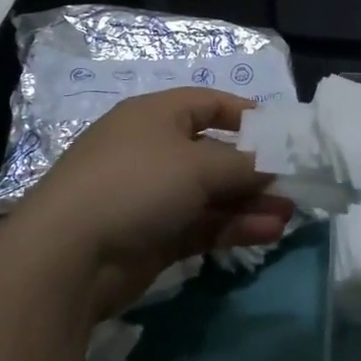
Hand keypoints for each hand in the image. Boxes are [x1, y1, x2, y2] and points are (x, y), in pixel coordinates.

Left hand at [8, 88, 293, 322]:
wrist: (67, 256)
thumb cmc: (136, 184)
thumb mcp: (198, 165)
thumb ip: (244, 164)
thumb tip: (276, 163)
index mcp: (156, 116)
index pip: (207, 104)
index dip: (244, 114)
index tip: (281, 132)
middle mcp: (154, 151)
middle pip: (215, 153)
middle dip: (255, 168)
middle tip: (293, 183)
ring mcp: (152, 196)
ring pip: (212, 194)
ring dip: (250, 202)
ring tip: (290, 214)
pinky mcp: (153, 236)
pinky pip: (203, 224)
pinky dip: (233, 226)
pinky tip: (269, 232)